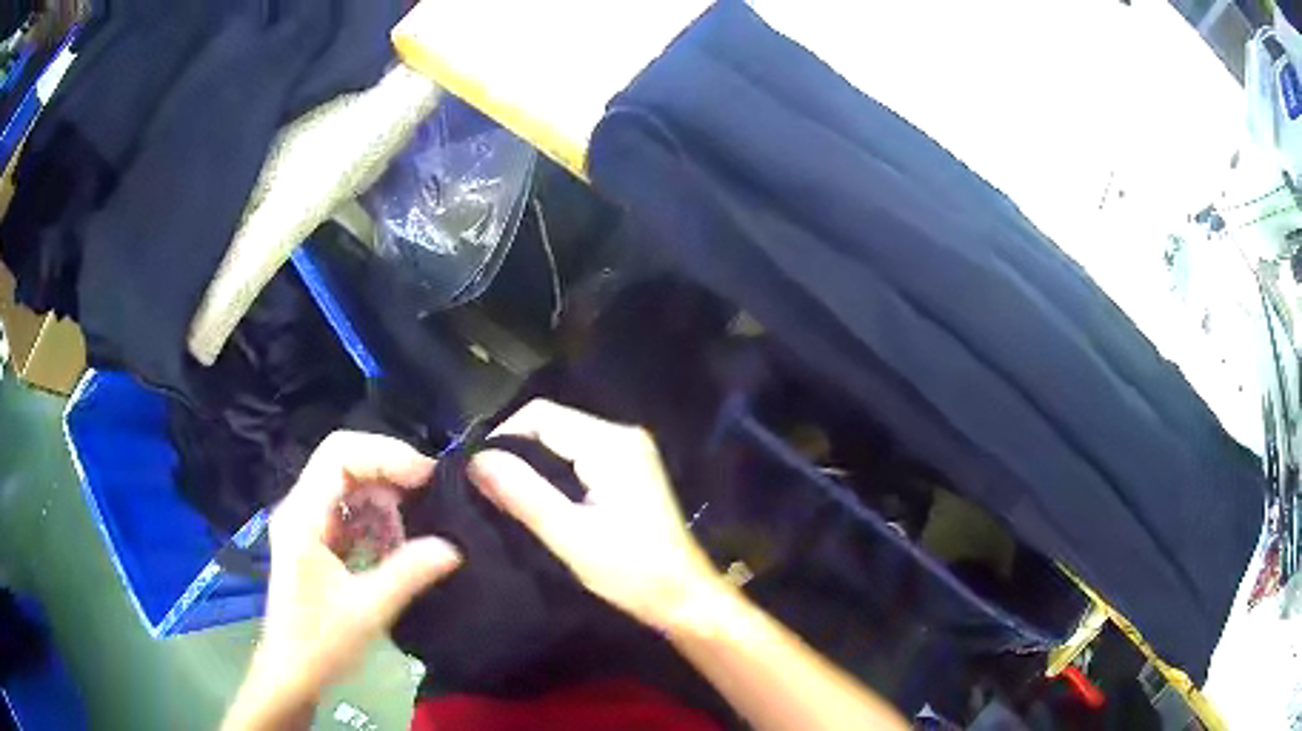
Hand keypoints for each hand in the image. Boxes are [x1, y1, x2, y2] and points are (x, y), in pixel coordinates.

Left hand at [254, 432, 461, 702]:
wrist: (291, 673)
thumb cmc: (320, 643)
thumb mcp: (367, 611)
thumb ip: (408, 574)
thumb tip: (453, 547)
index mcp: (303, 516)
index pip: (339, 455)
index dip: (385, 455)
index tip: (426, 478)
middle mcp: (300, 508)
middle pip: (344, 462)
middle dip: (389, 472)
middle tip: (430, 494)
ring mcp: (307, 523)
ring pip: (349, 485)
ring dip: (385, 498)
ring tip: (418, 524)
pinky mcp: (316, 540)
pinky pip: (349, 512)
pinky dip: (377, 520)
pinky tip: (398, 544)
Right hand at [469, 400, 720, 629]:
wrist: (683, 596)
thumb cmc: (631, 571)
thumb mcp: (569, 535)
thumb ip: (521, 493)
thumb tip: (476, 460)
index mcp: (611, 444)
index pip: (541, 414)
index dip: (502, 436)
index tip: (478, 473)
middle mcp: (623, 435)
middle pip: (553, 423)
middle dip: (516, 449)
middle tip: (487, 487)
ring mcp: (631, 451)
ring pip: (564, 438)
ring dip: (533, 462)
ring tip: (506, 494)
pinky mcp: (631, 470)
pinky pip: (580, 455)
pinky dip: (554, 470)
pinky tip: (540, 498)